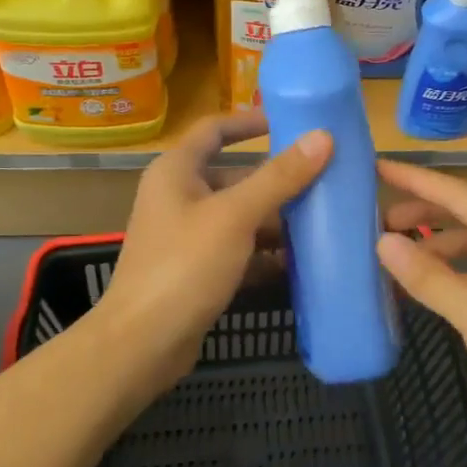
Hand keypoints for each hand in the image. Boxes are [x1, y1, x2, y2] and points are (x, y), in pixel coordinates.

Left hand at [99, 110, 331, 385]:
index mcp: (176, 171)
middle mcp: (178, 197)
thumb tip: (322, 137)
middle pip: (234, 177)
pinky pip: (237, 250)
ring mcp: (186, 236)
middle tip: (324, 180)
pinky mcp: (195, 270)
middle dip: (276, 181)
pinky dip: (264, 254)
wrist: (142, 344)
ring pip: (239, 216)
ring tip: (322, 222)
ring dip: (276, 220)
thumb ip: (279, 178)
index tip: (291, 123)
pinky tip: (299, 263)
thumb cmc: (184, 265)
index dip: (250, 122)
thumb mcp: (235, 216)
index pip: (215, 129)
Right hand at [375, 160, 466, 460]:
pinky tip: (425, 284)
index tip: (376, 166)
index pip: (458, 192)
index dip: (414, 179)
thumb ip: (426, 275)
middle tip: (377, 220)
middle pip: (466, 212)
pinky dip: (452, 271)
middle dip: (422, 212)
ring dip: (435, 246)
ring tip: (394, 255)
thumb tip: (381, 243)